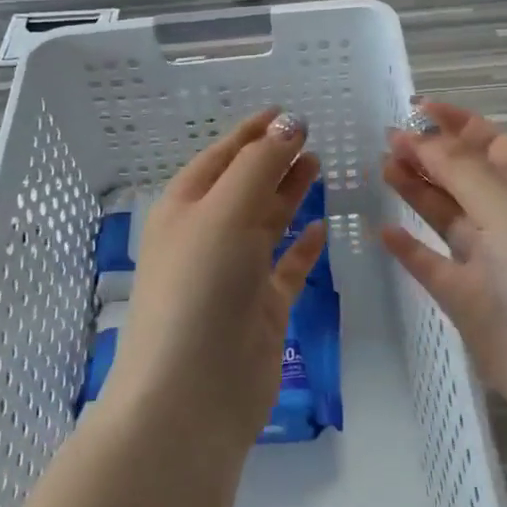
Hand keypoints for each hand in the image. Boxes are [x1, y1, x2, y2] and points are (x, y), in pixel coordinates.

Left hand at [105, 108, 328, 455]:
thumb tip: (290, 122)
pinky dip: (302, 246)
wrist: (192, 394)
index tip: (285, 112)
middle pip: (245, 186)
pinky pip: (286, 267)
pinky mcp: (261, 309)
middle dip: (274, 159)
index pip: (221, 157)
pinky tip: (321, 228)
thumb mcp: (225, 212)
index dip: (252, 133)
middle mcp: (207, 237)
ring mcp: (235, 275)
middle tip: (311, 137)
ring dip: (289, 194)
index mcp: (185, 209)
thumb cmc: (200, 288)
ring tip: (319, 166)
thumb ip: (260, 165)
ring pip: (267, 223)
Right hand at [381, 99, 506, 430]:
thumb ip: (459, 168)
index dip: (456, 123)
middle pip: (466, 176)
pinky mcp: (471, 300)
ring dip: (418, 191)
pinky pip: (434, 266)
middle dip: (430, 155)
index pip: (492, 142)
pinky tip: (384, 231)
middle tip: (387, 139)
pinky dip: (411, 249)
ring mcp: (492, 261)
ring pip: (448, 217)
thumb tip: (421, 135)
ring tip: (382, 167)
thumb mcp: (506, 203)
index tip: (415, 107)